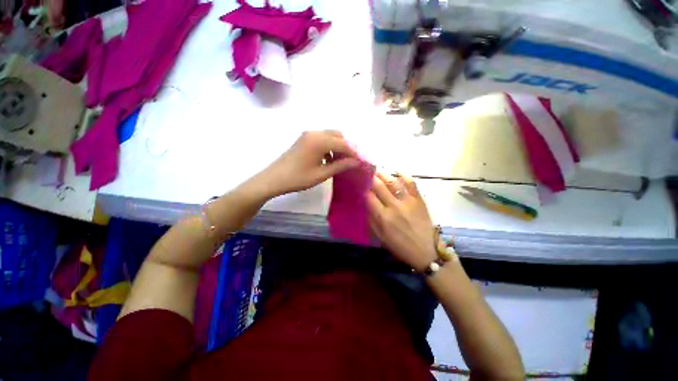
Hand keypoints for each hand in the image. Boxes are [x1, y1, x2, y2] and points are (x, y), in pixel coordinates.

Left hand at [258, 130, 359, 196]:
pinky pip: (322, 139)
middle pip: (338, 135)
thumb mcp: (321, 174)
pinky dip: (329, 146)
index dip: (354, 153)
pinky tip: (328, 159)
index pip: (344, 144)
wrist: (274, 178)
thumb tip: (357, 162)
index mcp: (319, 141)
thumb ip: (340, 166)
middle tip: (351, 161)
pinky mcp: (304, 139)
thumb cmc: (298, 178)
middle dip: (347, 147)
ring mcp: (308, 135)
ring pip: (330, 136)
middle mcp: (315, 133)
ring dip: (338, 146)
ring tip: (340, 162)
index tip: (361, 162)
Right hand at [367, 172, 437, 271]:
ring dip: (384, 175)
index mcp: (383, 217)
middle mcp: (394, 206)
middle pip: (379, 186)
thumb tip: (365, 204)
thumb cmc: (400, 246)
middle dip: (371, 178)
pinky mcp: (419, 200)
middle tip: (367, 173)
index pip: (369, 197)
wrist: (426, 251)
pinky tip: (397, 173)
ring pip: (393, 182)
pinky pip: (411, 183)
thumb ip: (371, 220)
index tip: (360, 185)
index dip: (363, 189)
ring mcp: (408, 201)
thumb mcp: (381, 237)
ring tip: (378, 171)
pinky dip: (404, 176)